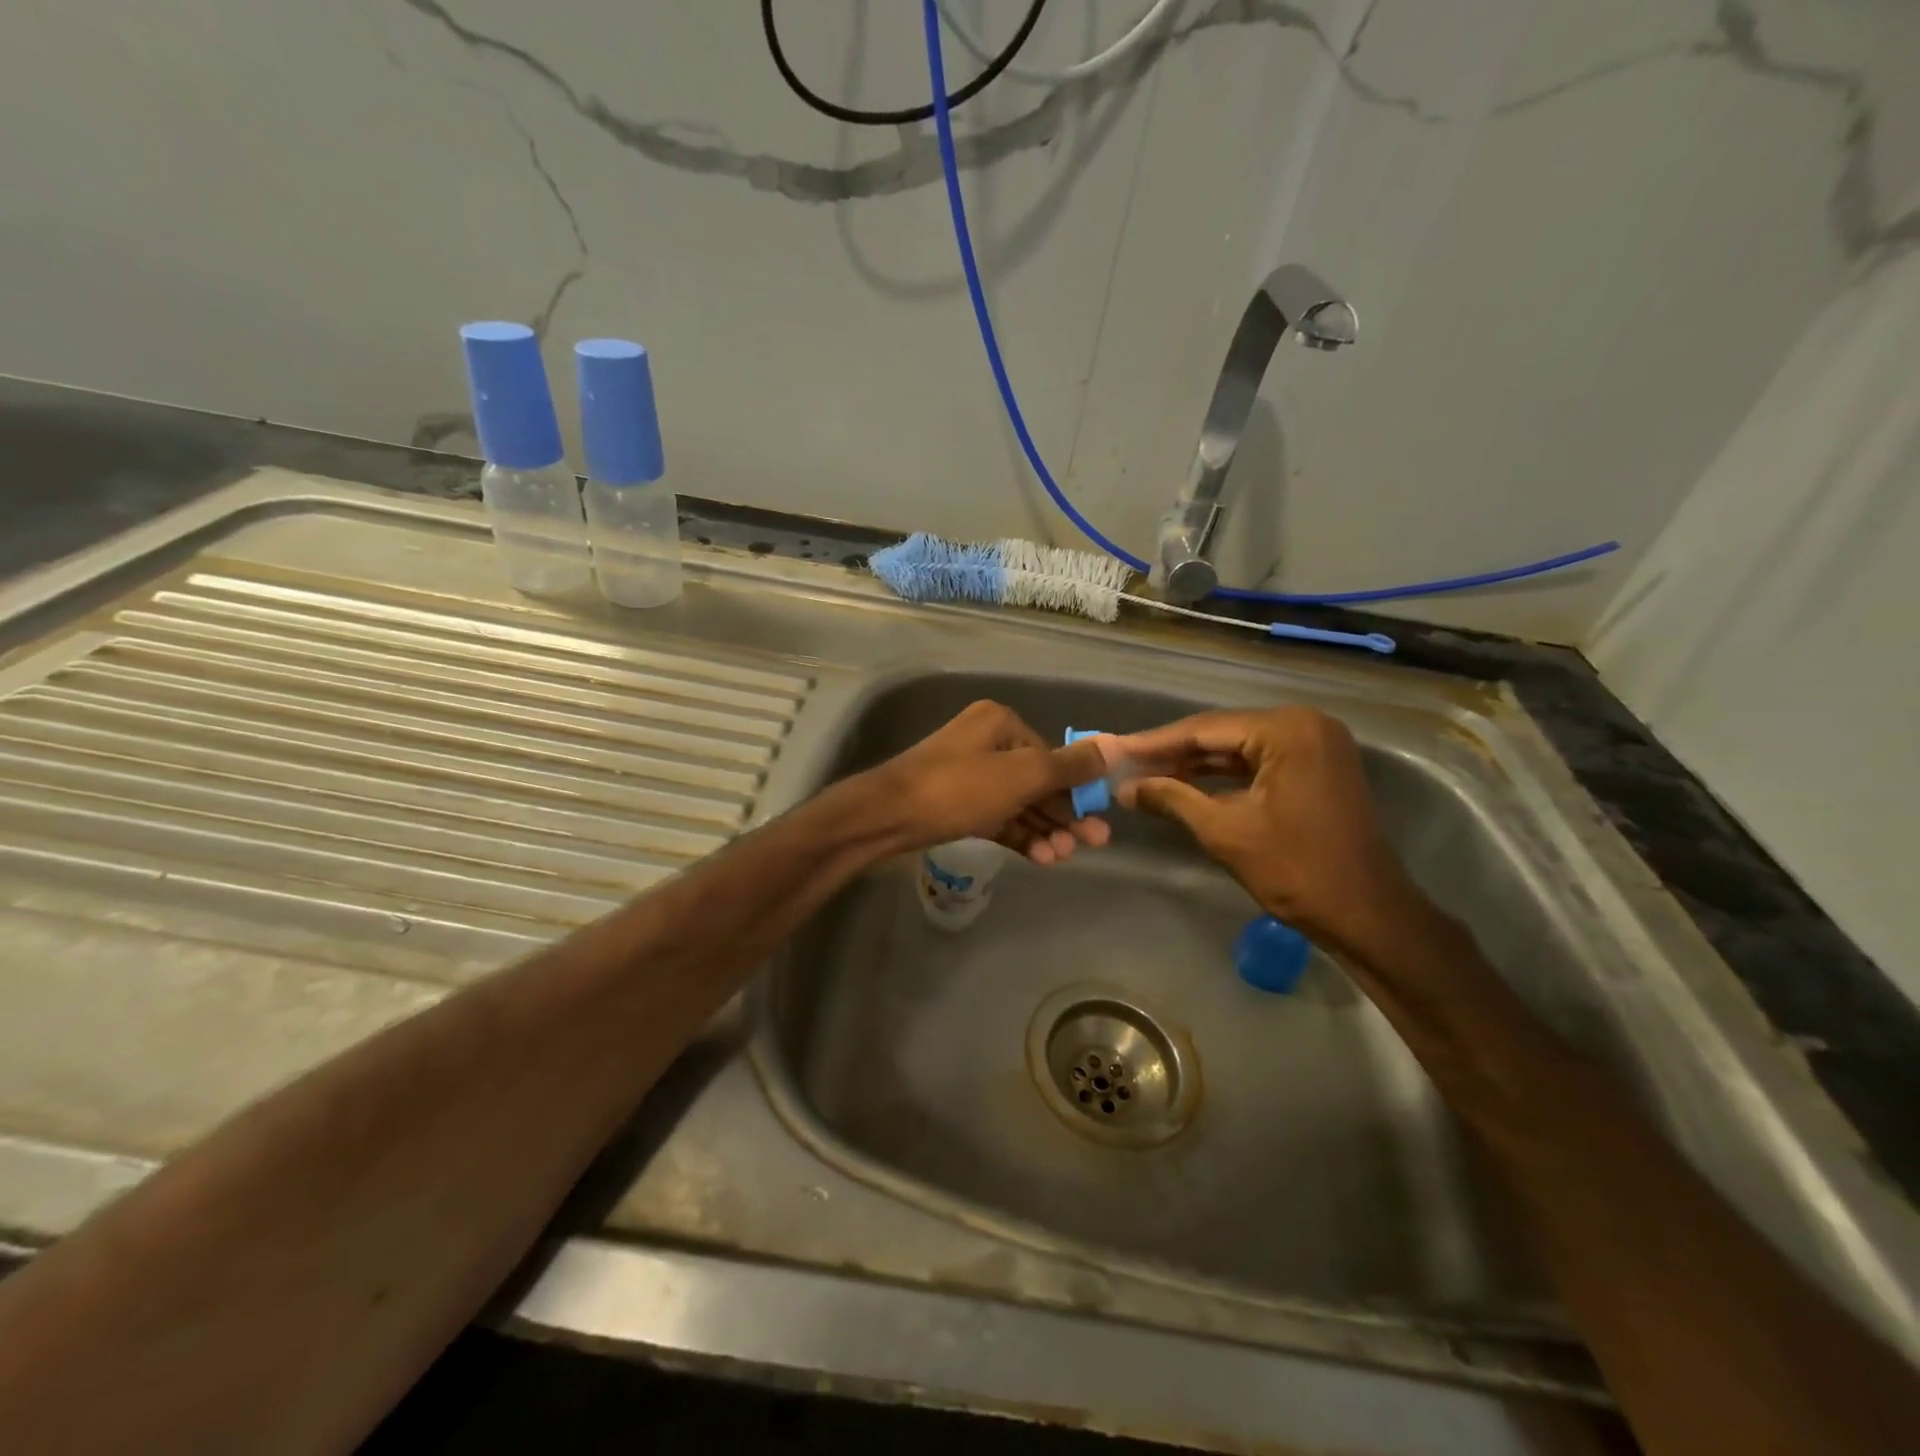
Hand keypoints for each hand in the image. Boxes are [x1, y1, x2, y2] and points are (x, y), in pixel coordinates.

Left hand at [870, 701, 1112, 863]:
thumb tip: (1114, 746)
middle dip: (1064, 815)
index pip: (1050, 756)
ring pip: (1018, 803)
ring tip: (1063, 858)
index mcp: (1000, 723)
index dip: (1076, 789)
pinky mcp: (956, 805)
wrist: (886, 817)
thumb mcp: (1021, 775)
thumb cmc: (958, 789)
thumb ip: (1068, 766)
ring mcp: (968, 775)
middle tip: (1093, 845)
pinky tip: (1041, 858)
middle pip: (1037, 781)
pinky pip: (997, 818)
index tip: (1097, 820)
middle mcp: (985, 743)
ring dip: (1044, 830)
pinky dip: (1019, 835)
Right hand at [1113, 707, 1425, 948]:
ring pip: (1239, 747)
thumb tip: (1124, 788)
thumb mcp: (1224, 831)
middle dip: (1173, 752)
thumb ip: (1171, 798)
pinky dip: (1223, 775)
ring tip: (1146, 773)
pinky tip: (1186, 783)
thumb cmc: (1296, 870)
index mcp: (1287, 730)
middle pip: (1222, 733)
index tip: (1114, 749)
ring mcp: (1316, 745)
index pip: (1205, 728)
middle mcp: (1305, 724)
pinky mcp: (1318, 768)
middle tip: (1125, 762)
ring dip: (1195, 764)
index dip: (1155, 742)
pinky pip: (1259, 762)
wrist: (1367, 915)